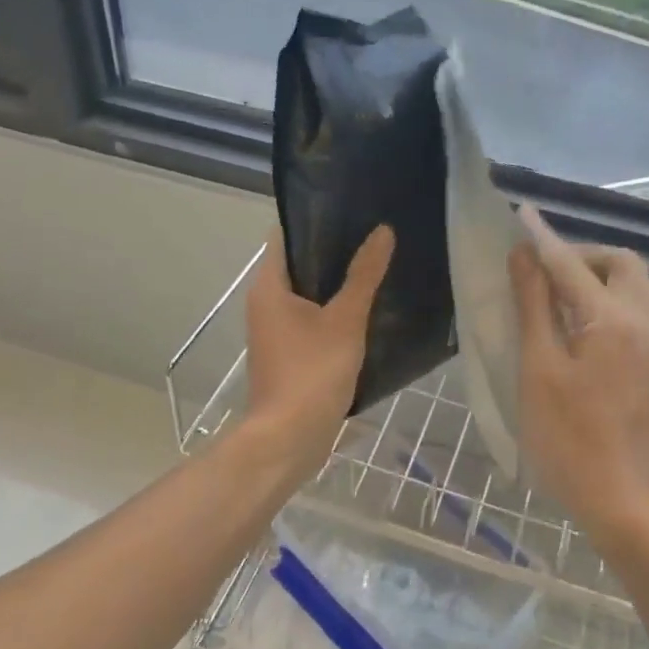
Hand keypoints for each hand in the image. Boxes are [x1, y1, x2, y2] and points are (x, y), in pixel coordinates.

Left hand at [244, 225, 393, 464]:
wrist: (289, 440)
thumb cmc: (312, 373)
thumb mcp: (345, 320)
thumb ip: (364, 275)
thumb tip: (383, 231)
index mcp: (269, 286)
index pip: (286, 236)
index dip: (315, 219)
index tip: (351, 209)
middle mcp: (265, 303)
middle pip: (299, 264)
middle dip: (333, 250)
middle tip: (374, 235)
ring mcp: (276, 331)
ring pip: (308, 294)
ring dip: (337, 283)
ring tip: (377, 265)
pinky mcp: (289, 353)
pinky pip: (312, 319)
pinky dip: (334, 311)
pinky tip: (367, 308)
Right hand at [509, 207, 648, 542]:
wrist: (620, 500)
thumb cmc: (568, 437)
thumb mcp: (538, 368)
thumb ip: (534, 306)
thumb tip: (525, 256)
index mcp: (611, 319)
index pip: (572, 263)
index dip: (543, 239)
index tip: (521, 215)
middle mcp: (642, 322)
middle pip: (623, 263)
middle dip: (585, 254)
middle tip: (545, 271)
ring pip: (640, 286)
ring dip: (605, 276)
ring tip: (565, 296)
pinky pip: (642, 310)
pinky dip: (615, 299)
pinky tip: (585, 325)